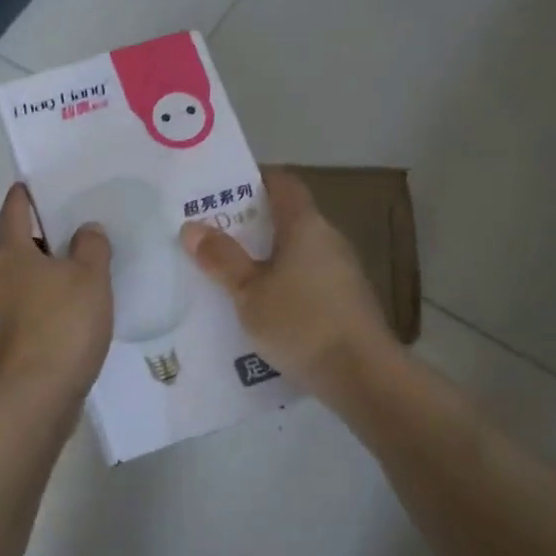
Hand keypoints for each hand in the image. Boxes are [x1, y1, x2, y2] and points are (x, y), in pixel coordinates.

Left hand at [0, 184, 113, 402]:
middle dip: (9, 241)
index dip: (20, 197)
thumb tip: (85, 230)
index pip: (11, 213)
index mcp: (10, 254)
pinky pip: (3, 317)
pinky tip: (45, 322)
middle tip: (43, 247)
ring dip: (12, 280)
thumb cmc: (64, 324)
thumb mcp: (92, 278)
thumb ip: (91, 247)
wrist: (35, 392)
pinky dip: (18, 313)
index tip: (27, 188)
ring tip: (48, 287)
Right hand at [180, 168, 396, 397]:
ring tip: (229, 272)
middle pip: (288, 218)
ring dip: (266, 257)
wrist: (362, 376)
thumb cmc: (301, 323)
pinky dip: (283, 282)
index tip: (222, 189)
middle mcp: (329, 240)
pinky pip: (307, 279)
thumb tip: (192, 227)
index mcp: (306, 226)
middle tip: (213, 235)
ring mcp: (342, 271)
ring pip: (297, 252)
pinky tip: (260, 306)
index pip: (283, 183)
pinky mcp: (346, 301)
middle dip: (251, 223)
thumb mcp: (249, 293)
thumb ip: (222, 259)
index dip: (254, 179)